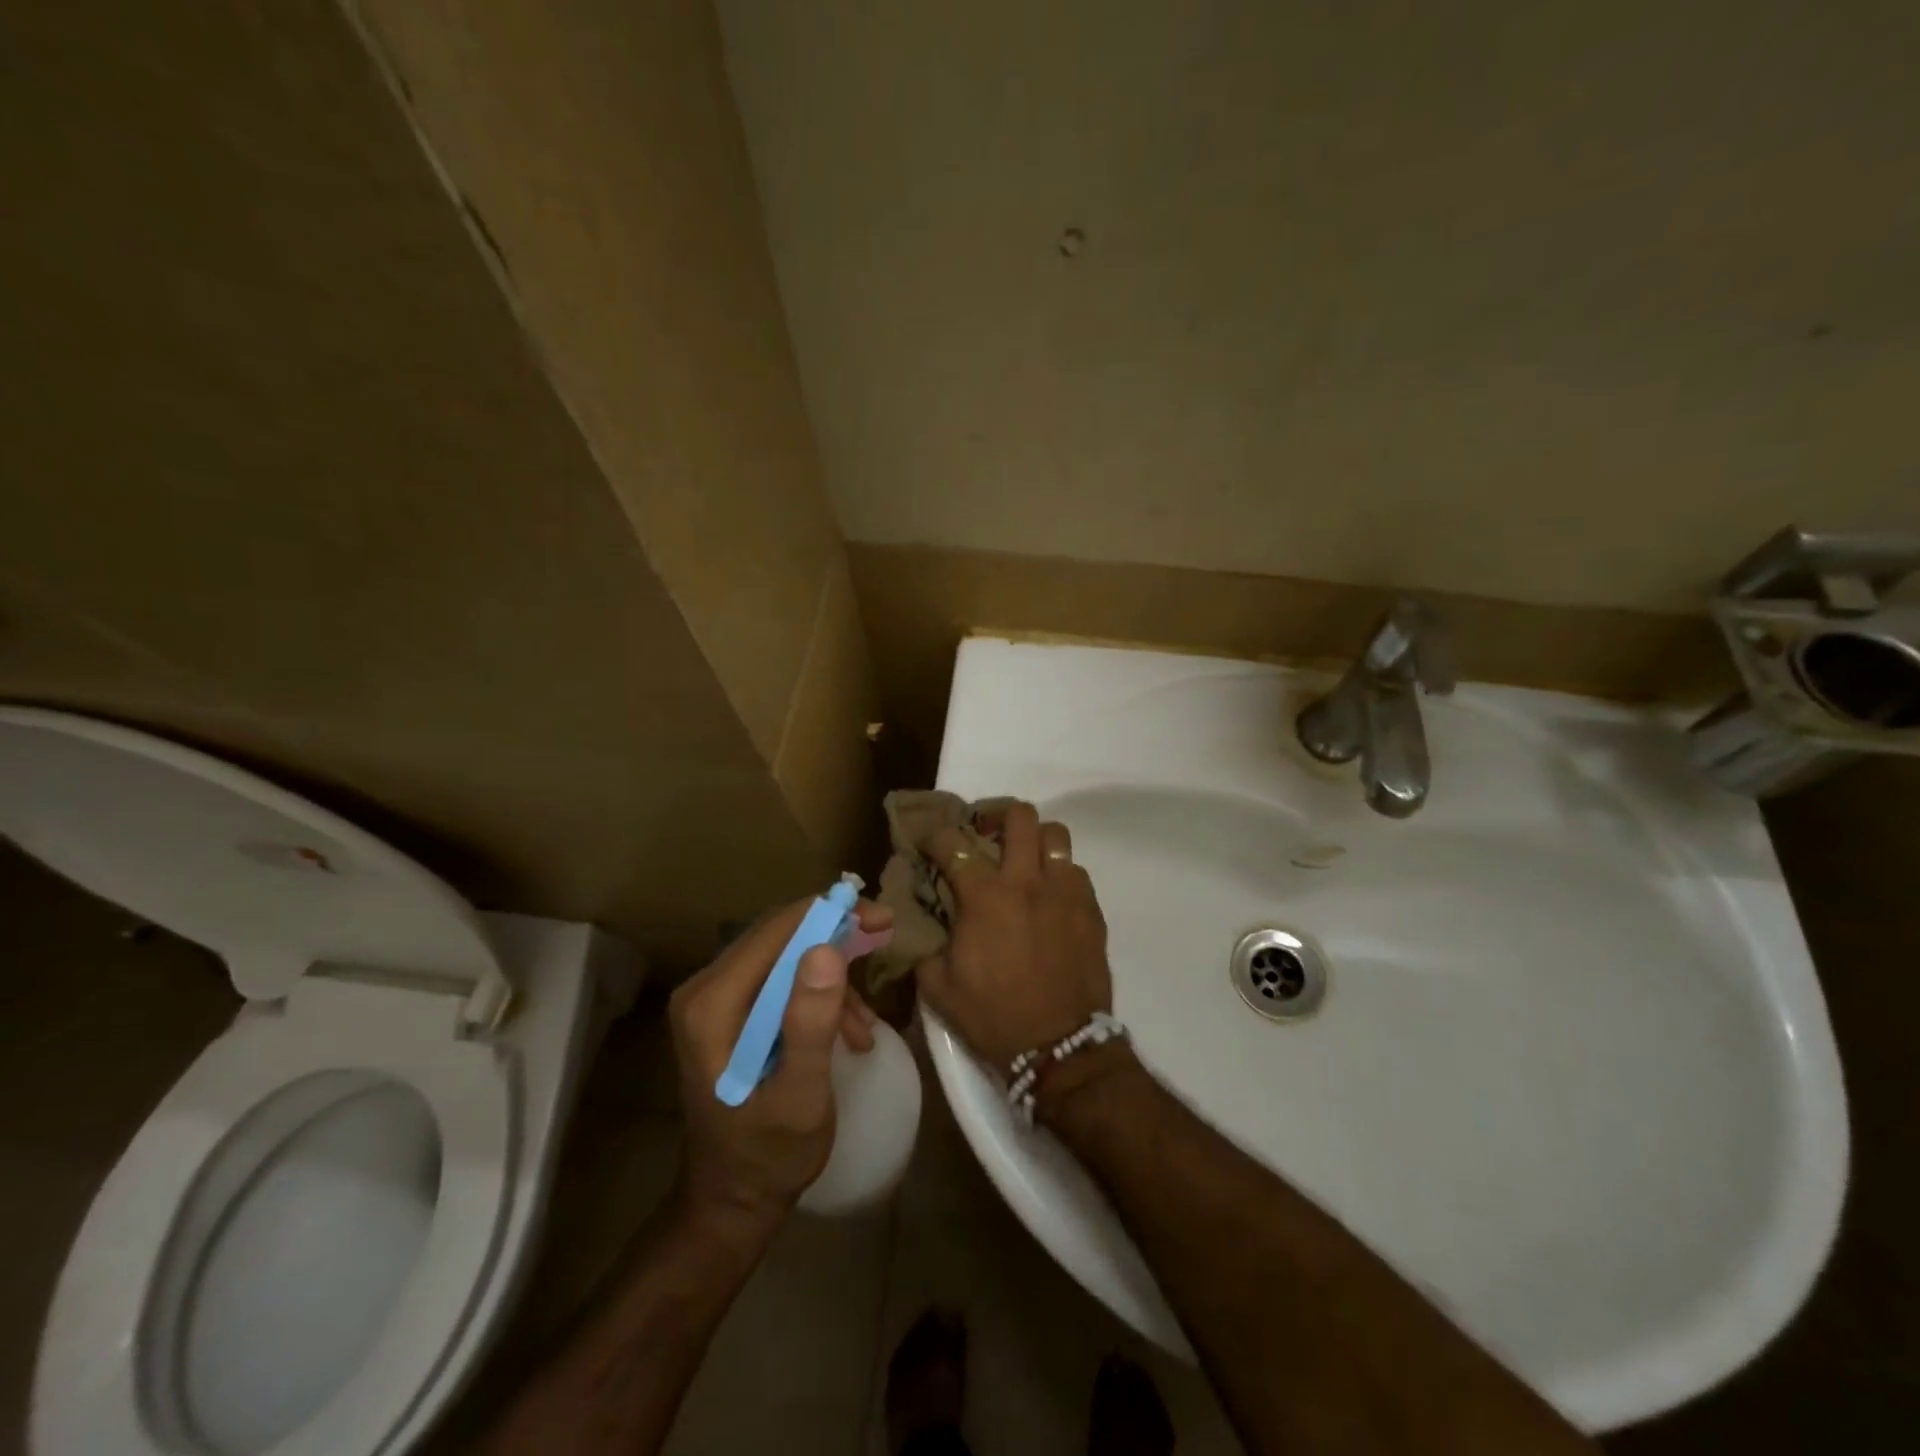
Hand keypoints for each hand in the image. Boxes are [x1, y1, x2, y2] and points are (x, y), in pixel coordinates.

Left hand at [669, 895, 886, 1233]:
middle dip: (836, 935)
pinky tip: (847, 1032)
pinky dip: (818, 995)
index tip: (882, 918)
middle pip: (779, 935)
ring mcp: (714, 999)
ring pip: (784, 954)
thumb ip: (810, 1024)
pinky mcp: (729, 1012)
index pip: (776, 931)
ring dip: (831, 975)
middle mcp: (704, 989)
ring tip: (865, 1023)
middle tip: (884, 938)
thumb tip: (827, 949)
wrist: (734, 1200)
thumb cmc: (768, 1156)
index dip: (831, 915)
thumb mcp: (800, 1096)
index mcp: (711, 1004)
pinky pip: (781, 979)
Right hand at [916, 802, 1110, 1068]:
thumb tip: (922, 924)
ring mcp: (1065, 891)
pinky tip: (1051, 897)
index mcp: (984, 896)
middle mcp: (1026, 881)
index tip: (931, 845)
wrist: (1060, 1048)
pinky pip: (1076, 871)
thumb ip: (925, 946)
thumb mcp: (939, 988)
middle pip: (1019, 816)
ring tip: (1025, 861)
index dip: (936, 837)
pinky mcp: (1091, 909)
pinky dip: (1059, 874)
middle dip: (997, 816)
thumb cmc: (994, 1016)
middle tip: (987, 835)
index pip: (953, 843)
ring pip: (1055, 835)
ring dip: (1035, 841)